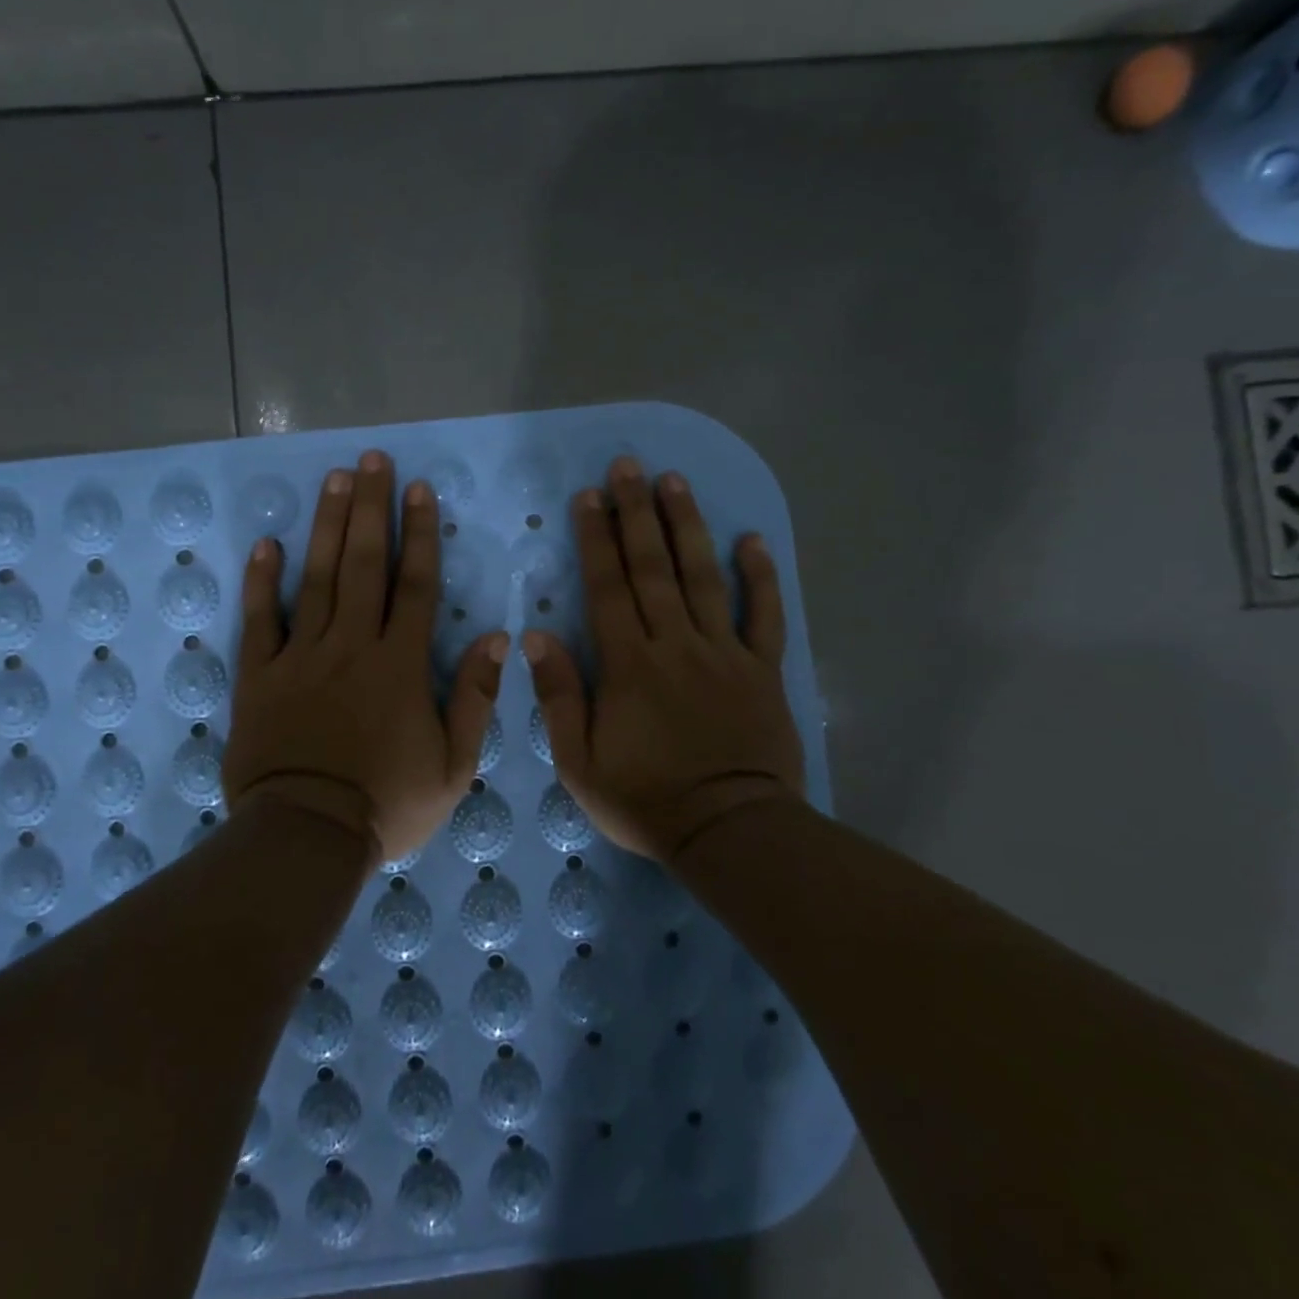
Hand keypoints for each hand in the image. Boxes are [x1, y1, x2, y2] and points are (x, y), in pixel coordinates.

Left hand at [224, 451, 508, 863]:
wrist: (306, 838)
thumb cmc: (387, 806)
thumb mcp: (454, 766)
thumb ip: (476, 699)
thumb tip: (499, 639)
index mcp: (400, 665)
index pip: (416, 586)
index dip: (420, 534)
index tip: (420, 490)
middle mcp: (352, 646)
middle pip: (365, 565)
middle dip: (372, 508)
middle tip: (373, 460)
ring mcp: (301, 657)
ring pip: (316, 578)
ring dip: (327, 526)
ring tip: (334, 480)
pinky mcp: (259, 675)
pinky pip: (259, 620)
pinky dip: (261, 581)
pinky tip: (267, 543)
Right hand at [523, 458, 802, 861]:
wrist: (730, 832)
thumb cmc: (646, 801)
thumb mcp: (579, 762)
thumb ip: (559, 696)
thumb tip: (535, 636)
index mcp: (629, 665)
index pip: (608, 588)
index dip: (596, 539)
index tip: (588, 496)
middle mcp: (675, 644)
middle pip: (653, 568)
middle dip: (637, 513)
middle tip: (629, 466)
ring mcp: (724, 653)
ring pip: (703, 577)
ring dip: (687, 526)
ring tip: (675, 482)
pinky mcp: (762, 670)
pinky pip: (763, 615)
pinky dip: (760, 577)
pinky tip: (752, 540)